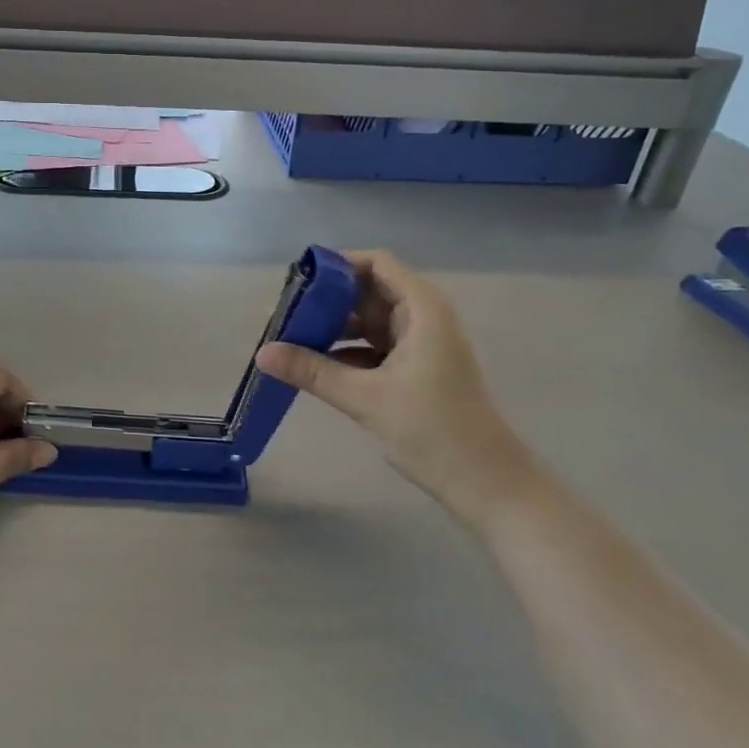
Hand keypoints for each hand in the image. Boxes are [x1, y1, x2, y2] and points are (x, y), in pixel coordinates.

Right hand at [255, 250, 535, 525]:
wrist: (486, 483)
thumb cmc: (433, 429)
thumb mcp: (365, 397)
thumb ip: (312, 371)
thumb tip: (262, 353)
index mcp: (421, 309)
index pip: (376, 264)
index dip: (337, 266)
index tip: (299, 283)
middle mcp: (422, 317)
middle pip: (368, 291)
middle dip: (327, 301)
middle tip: (285, 316)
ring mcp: (419, 344)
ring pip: (367, 321)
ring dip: (333, 329)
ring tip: (291, 341)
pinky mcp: (414, 369)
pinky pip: (373, 347)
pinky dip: (345, 352)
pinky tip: (314, 367)